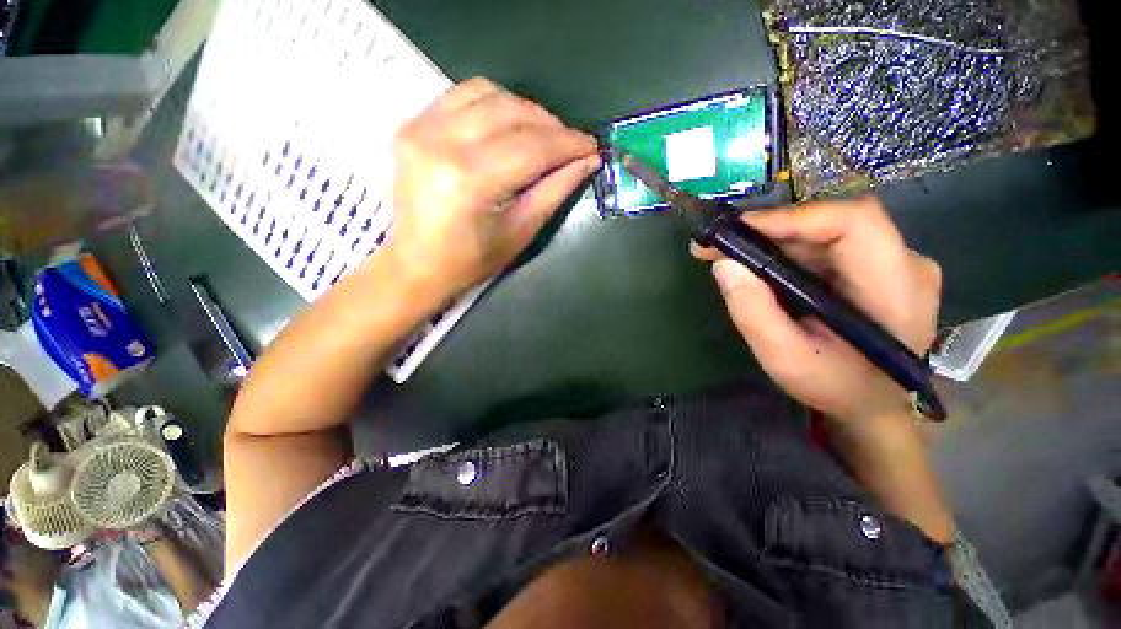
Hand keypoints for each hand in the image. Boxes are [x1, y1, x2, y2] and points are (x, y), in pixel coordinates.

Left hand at [383, 77, 600, 300]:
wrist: (416, 264)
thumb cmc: (472, 261)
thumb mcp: (521, 232)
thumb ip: (555, 191)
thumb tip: (587, 161)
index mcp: (470, 180)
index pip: (532, 146)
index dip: (568, 143)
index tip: (591, 145)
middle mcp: (441, 142)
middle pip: (511, 112)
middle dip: (551, 125)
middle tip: (571, 144)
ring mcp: (421, 128)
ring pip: (487, 93)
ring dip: (524, 109)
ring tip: (542, 134)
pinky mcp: (412, 125)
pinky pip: (461, 96)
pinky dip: (493, 104)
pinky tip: (507, 126)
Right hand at [692, 196, 940, 423]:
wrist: (874, 405)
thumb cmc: (835, 387)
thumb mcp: (786, 359)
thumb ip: (754, 313)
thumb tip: (723, 264)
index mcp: (895, 287)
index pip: (853, 222)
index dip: (793, 217)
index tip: (738, 230)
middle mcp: (903, 262)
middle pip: (831, 223)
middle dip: (769, 230)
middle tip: (718, 245)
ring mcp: (892, 262)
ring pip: (824, 232)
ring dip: (772, 241)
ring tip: (728, 256)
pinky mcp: (875, 267)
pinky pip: (824, 245)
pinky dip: (785, 251)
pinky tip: (757, 266)